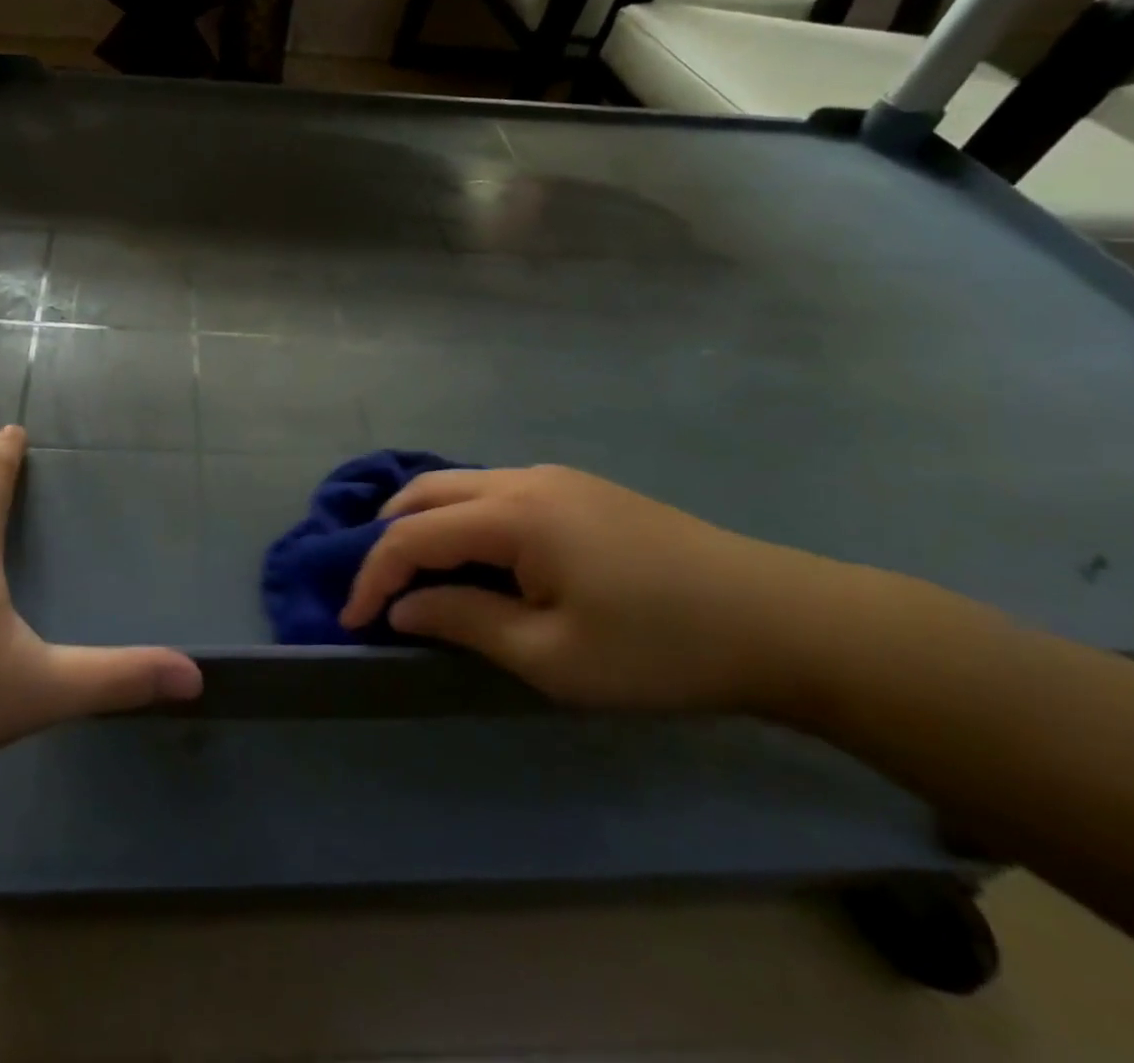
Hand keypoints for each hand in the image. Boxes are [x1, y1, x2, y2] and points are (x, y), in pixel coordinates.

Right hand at [340, 465, 863, 715]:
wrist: (780, 620)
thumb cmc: (658, 648)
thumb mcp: (551, 656)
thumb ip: (464, 622)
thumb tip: (404, 606)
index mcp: (512, 514)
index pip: (412, 535)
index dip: (373, 577)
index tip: (354, 621)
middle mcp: (522, 479)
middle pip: (426, 492)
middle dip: (388, 537)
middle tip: (377, 589)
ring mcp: (554, 478)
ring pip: (460, 486)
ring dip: (425, 523)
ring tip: (418, 575)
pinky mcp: (579, 489)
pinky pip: (494, 492)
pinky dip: (462, 519)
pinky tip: (477, 558)